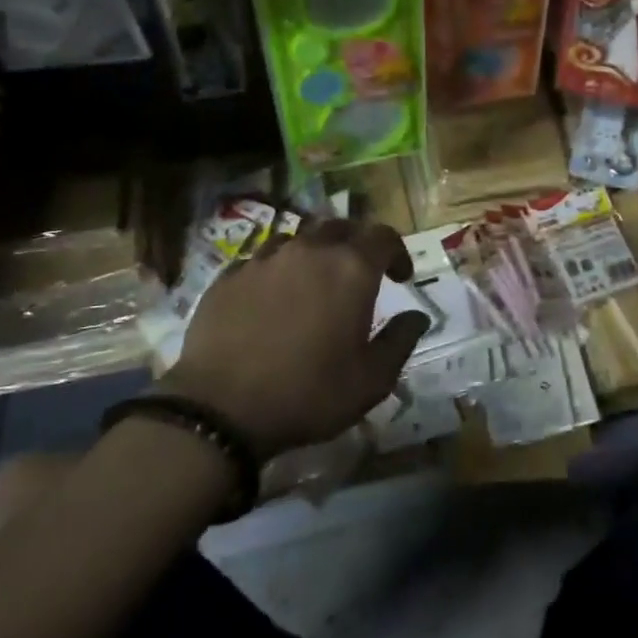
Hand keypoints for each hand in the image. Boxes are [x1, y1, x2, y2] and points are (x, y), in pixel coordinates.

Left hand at [162, 218, 429, 458]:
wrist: (220, 409)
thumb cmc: (308, 393)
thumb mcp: (371, 380)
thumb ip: (400, 341)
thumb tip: (417, 316)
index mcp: (351, 269)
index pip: (384, 236)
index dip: (397, 252)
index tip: (400, 277)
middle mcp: (310, 251)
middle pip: (341, 227)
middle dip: (357, 245)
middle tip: (359, 275)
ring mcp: (265, 259)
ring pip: (299, 240)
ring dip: (315, 254)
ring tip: (314, 284)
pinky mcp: (230, 275)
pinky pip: (263, 260)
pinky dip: (278, 271)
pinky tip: (273, 300)